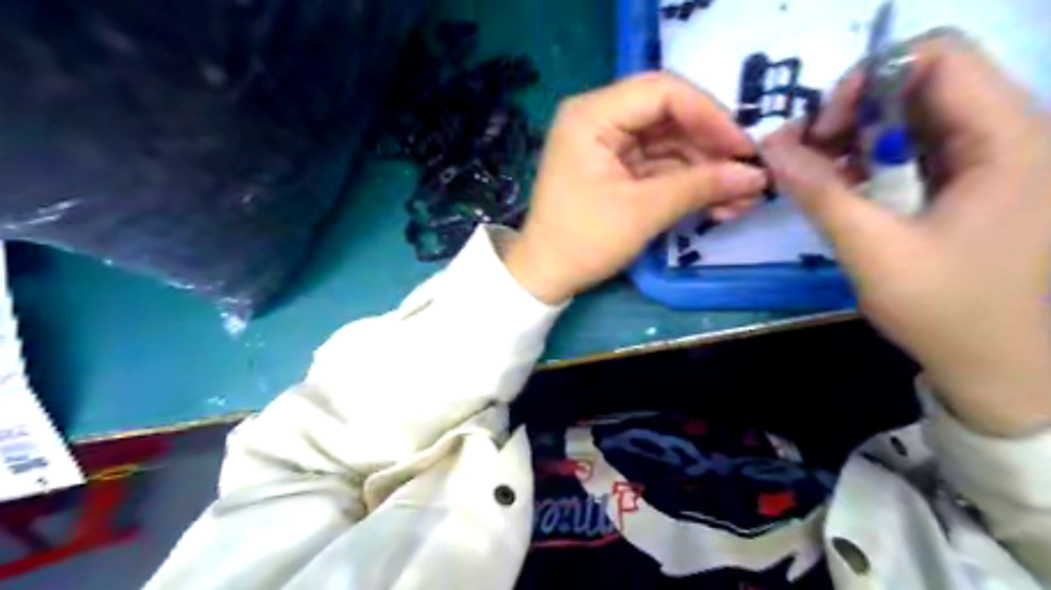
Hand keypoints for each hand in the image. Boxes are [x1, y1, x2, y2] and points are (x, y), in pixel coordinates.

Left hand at [504, 70, 768, 304]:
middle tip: (750, 176)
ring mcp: (608, 144)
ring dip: (706, 171)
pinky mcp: (616, 168)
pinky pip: (660, 166)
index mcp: (593, 115)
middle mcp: (599, 119)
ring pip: (670, 144)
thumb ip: (700, 186)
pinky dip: (687, 183)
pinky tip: (719, 204)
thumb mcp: (643, 211)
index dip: (710, 115)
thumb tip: (756, 175)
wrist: (546, 276)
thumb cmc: (583, 241)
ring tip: (742, 200)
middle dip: (712, 148)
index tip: (744, 148)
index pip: (663, 92)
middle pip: (670, 116)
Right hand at [760, 31, 1050, 437]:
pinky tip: (841, 185)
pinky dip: (869, 157)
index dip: (870, 78)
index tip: (825, 129)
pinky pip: (913, 145)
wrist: (997, 364)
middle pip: (919, 79)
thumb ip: (820, 193)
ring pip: (911, 112)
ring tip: (815, 171)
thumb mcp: (872, 250)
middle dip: (853, 109)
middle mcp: (1008, 132)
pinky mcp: (970, 179)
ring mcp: (990, 156)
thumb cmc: (945, 309)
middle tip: (806, 153)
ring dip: (855, 134)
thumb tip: (770, 146)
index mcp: (1007, 139)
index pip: (938, 54)